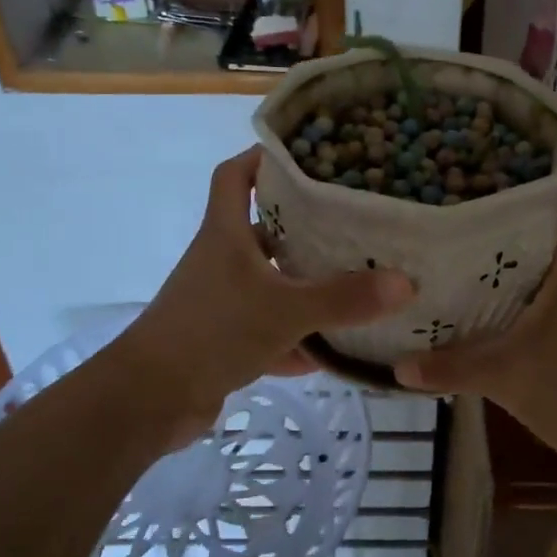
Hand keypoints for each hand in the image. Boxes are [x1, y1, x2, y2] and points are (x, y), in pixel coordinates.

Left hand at [119, 148, 414, 440]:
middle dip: (303, 226)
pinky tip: (331, 352)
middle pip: (262, 228)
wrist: (150, 399)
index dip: (263, 159)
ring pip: (267, 282)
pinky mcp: (221, 340)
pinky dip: (294, 338)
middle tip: (352, 223)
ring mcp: (219, 301)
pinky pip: (266, 329)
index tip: (306, 157)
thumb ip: (344, 298)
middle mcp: (220, 260)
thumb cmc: (213, 331)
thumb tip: (406, 282)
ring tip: (353, 282)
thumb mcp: (285, 310)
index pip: (235, 175)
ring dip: (302, 285)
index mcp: (226, 234)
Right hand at [393, 143, 556, 468]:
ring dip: (527, 223)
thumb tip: (396, 365)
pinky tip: (488, 272)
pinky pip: (554, 273)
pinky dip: (526, 262)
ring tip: (474, 207)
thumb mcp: (508, 375)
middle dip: (531, 181)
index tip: (534, 125)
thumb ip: (452, 367)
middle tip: (478, 163)